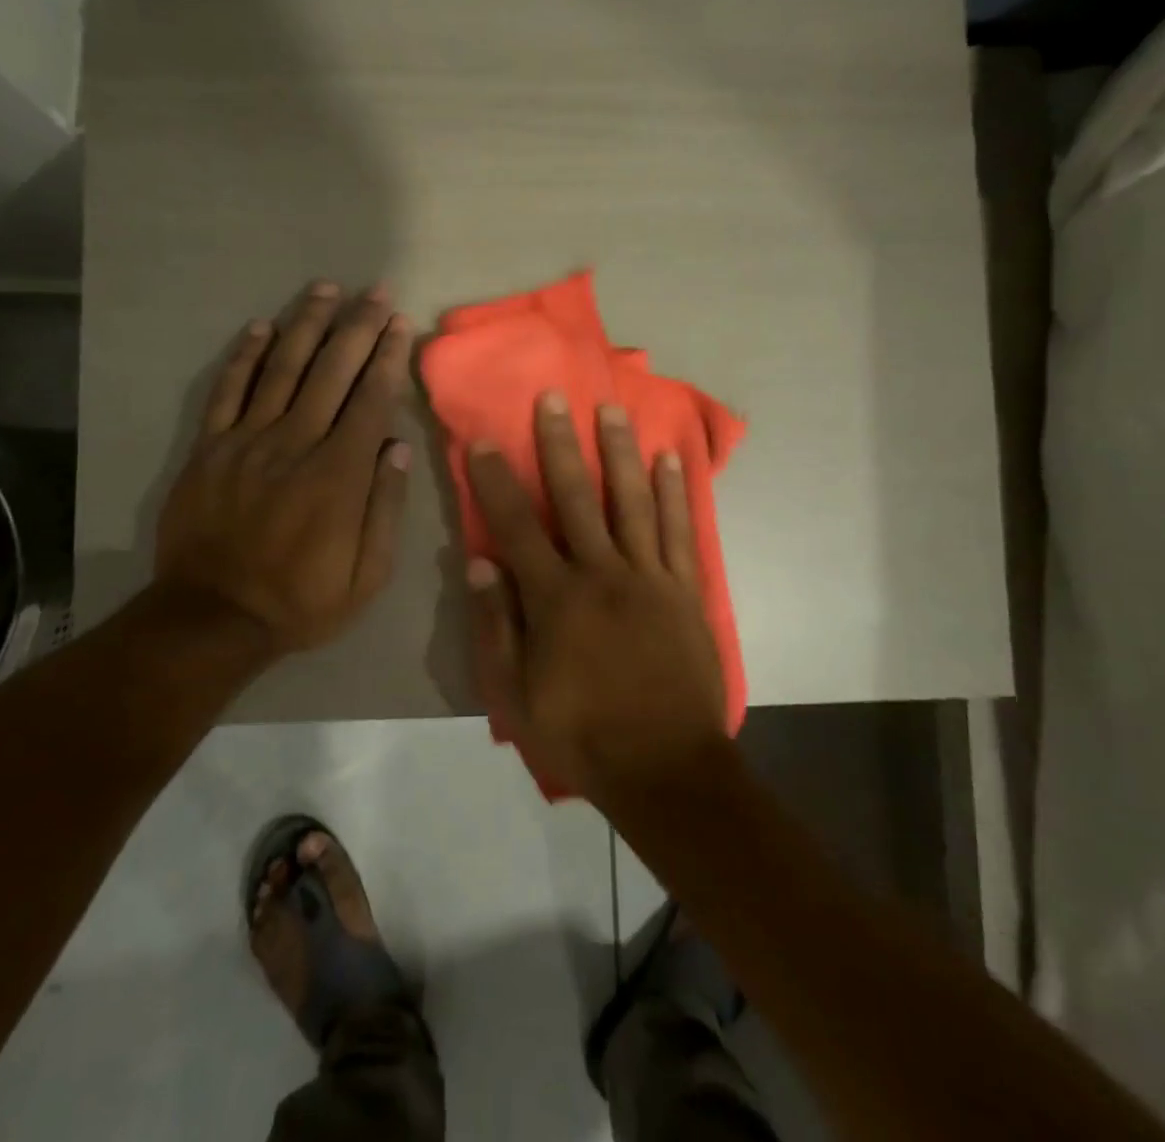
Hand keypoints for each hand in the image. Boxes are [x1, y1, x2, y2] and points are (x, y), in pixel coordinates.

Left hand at [154, 281, 413, 657]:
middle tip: (375, 292)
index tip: (400, 324)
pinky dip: (245, 356)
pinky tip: (262, 327)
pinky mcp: (209, 448)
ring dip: (306, 324)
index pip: (370, 400)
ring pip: (282, 368)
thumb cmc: (302, 600)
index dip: (388, 357)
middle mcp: (295, 444)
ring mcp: (247, 441)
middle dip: (357, 327)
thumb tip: (397, 447)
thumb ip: (385, 508)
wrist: (213, 617)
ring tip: (325, 289)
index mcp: (339, 474)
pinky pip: (228, 391)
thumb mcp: (367, 575)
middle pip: (331, 371)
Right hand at [466, 391, 727, 804]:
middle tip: (554, 397)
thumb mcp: (517, 695)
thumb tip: (479, 563)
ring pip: (632, 500)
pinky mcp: (685, 589)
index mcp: (557, 598)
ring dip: (619, 452)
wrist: (665, 767)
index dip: (498, 481)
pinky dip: (674, 493)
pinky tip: (668, 460)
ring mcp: (650, 577)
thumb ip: (497, 626)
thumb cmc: (582, 734)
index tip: (486, 441)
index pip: (517, 526)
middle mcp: (603, 573)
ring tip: (612, 409)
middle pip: (576, 497)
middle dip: (560, 444)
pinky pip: (678, 531)